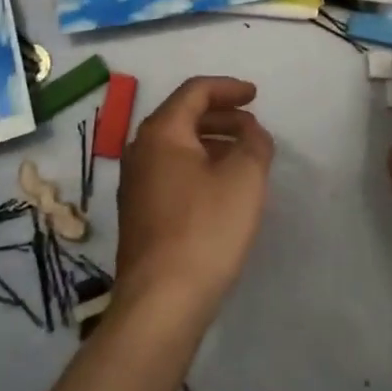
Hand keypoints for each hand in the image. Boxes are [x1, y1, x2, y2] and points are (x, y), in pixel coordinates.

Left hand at [114, 76, 274, 319]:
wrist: (160, 302)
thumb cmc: (205, 230)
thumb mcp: (244, 179)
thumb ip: (255, 144)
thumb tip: (252, 132)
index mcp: (161, 132)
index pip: (195, 91)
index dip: (228, 88)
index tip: (255, 96)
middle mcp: (140, 150)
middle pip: (183, 116)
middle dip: (222, 116)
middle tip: (253, 127)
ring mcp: (135, 184)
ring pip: (177, 146)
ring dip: (212, 142)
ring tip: (244, 157)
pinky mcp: (139, 213)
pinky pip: (172, 172)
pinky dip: (199, 166)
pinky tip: (221, 188)